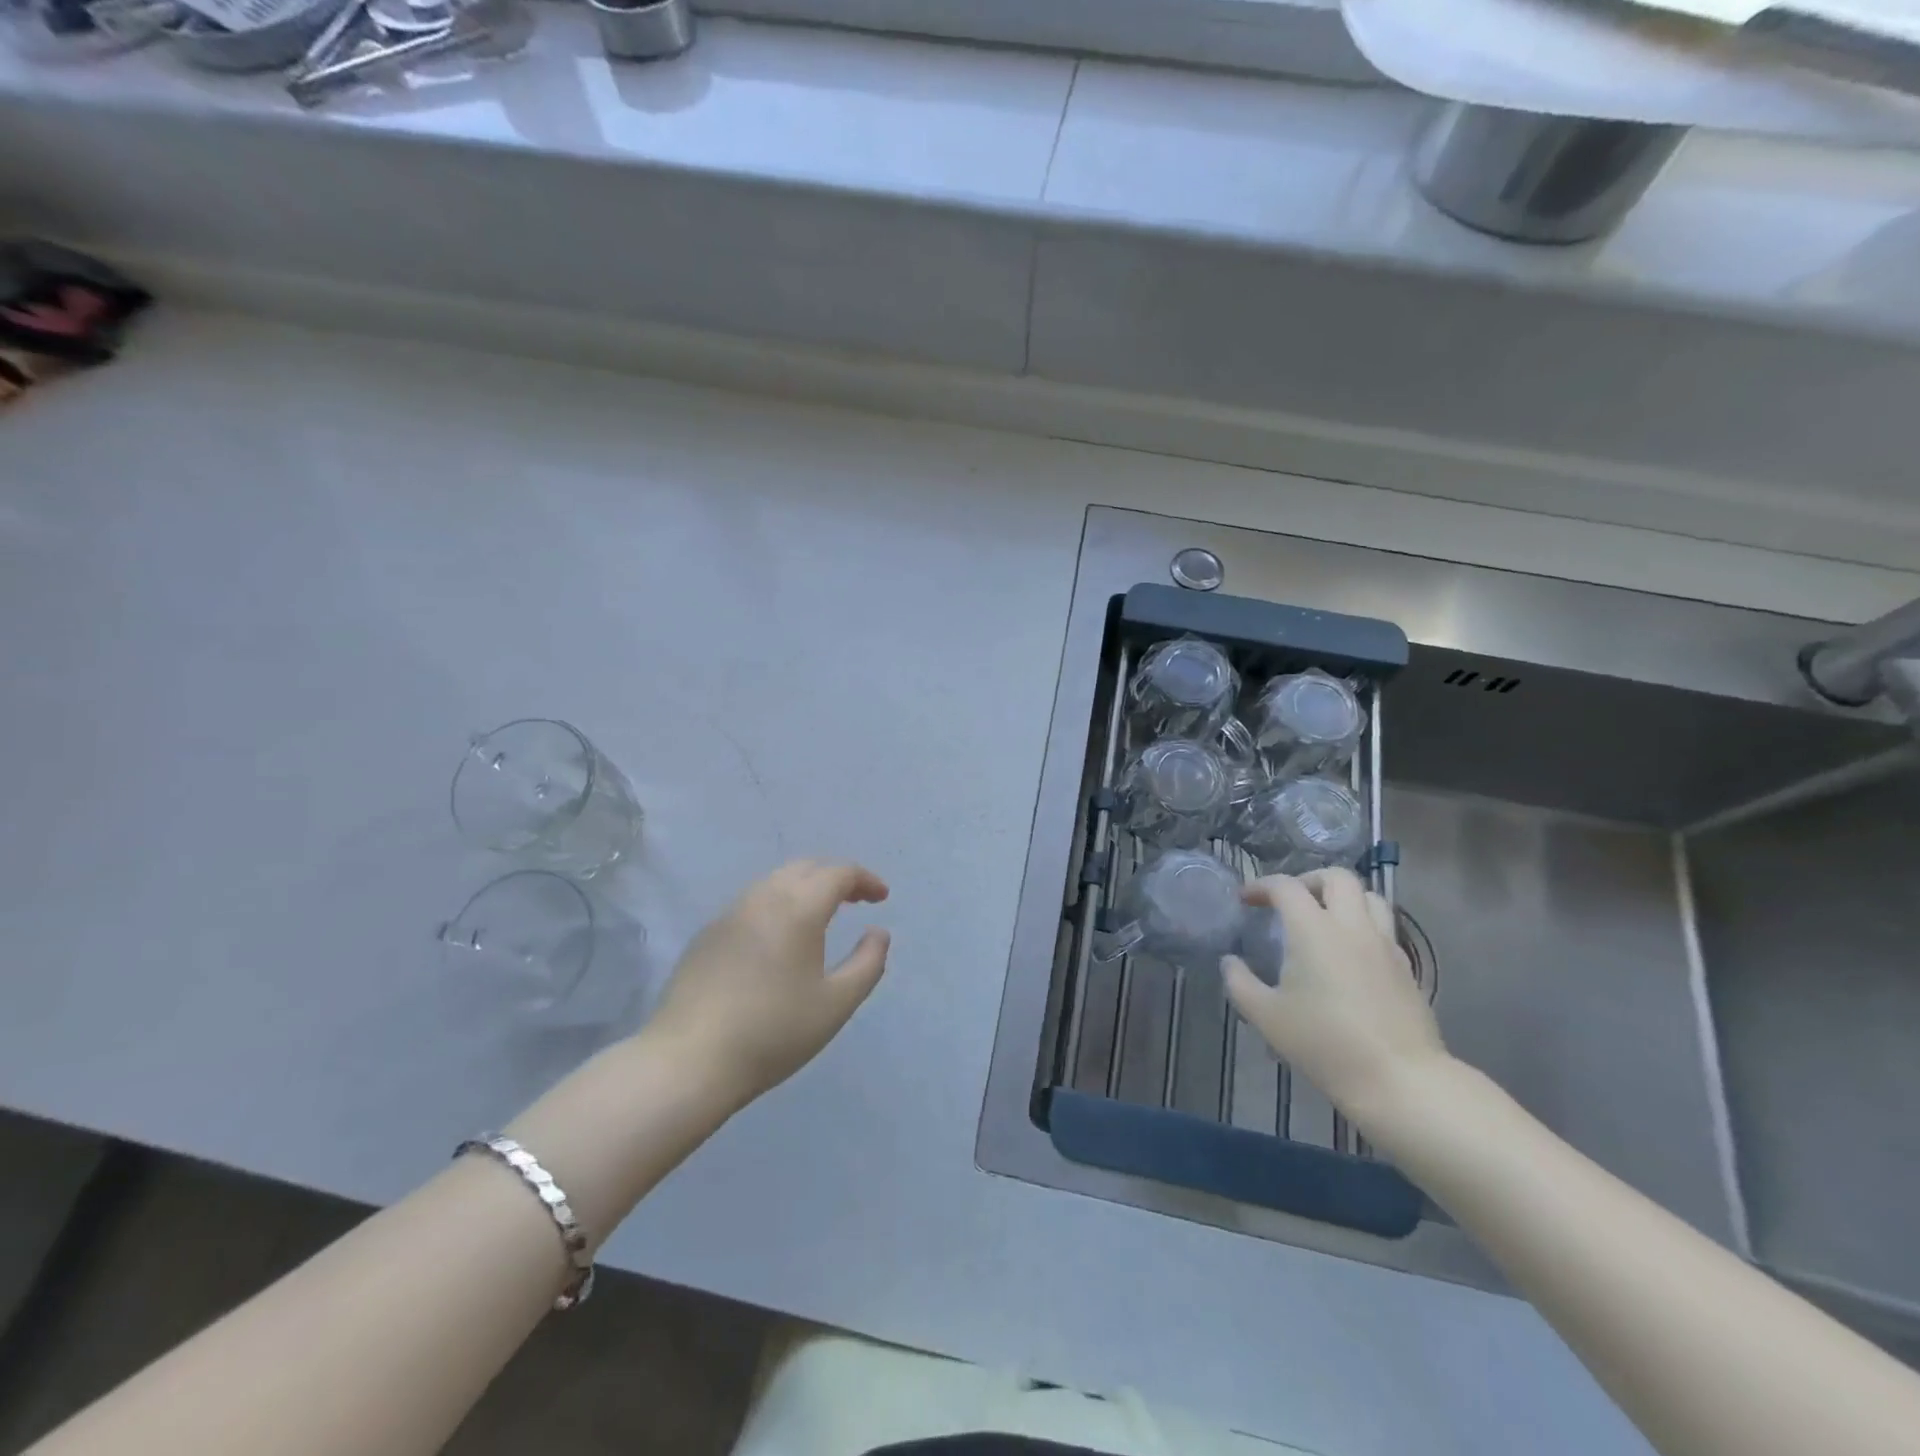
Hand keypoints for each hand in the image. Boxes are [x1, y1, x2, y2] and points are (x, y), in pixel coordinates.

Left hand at [649, 860, 891, 1111]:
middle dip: (836, 877)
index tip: (882, 898)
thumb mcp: (836, 1004)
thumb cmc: (773, 1032)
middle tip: (856, 900)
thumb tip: (878, 932)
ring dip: (805, 887)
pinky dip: (778, 903)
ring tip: (821, 916)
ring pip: (775, 881)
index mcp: (798, 908)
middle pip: (806, 867)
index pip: (838, 873)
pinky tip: (779, 938)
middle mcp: (763, 898)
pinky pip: (752, 902)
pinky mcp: (707, 934)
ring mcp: (730, 913)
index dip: (865, 879)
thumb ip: (868, 963)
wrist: (688, 1060)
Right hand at [1222, 868, 1447, 1132]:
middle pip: (1337, 877)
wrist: (1399, 1079)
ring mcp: (1385, 945)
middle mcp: (1352, 926)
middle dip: (1309, 880)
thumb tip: (1230, 962)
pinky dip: (1364, 926)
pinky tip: (1350, 953)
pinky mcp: (1406, 967)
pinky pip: (1384, 928)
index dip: (1261, 886)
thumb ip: (1240, 982)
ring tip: (1325, 919)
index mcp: (1313, 929)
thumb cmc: (1324, 1043)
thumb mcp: (1266, 1016)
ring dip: (1344, 898)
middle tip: (1290, 902)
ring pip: (1370, 897)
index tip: (1246, 900)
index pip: (1286, 886)